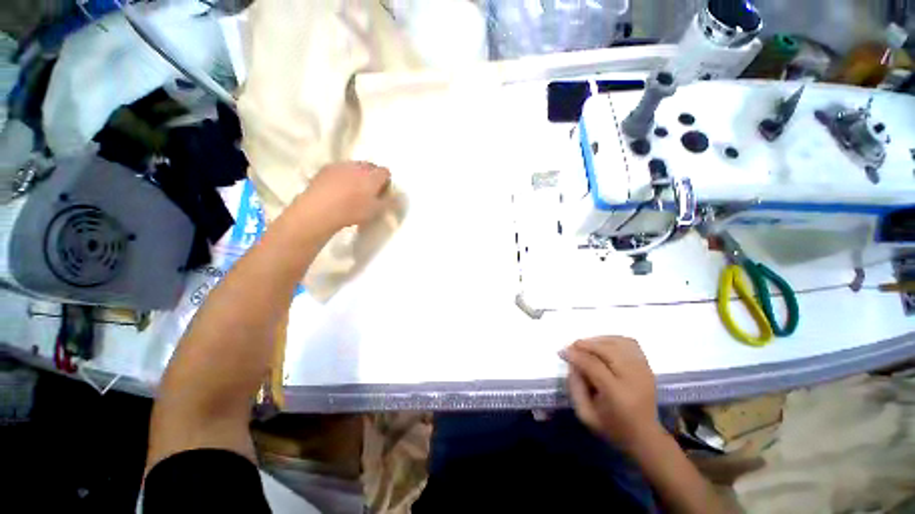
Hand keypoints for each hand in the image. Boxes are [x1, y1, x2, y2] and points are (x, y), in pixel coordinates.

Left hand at [297, 161, 391, 230]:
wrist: (319, 210)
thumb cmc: (352, 211)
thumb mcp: (375, 211)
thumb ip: (390, 203)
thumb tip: (401, 198)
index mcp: (372, 175)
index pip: (385, 172)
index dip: (386, 181)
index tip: (383, 192)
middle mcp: (358, 166)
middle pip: (370, 166)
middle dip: (372, 176)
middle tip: (369, 191)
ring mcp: (341, 165)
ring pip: (354, 167)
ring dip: (357, 175)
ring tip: (352, 190)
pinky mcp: (326, 168)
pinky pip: (340, 169)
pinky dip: (343, 176)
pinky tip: (338, 189)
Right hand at [561, 336, 664, 450]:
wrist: (645, 437)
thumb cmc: (613, 428)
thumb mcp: (586, 414)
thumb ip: (575, 387)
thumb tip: (571, 362)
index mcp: (618, 395)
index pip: (594, 366)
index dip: (575, 355)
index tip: (562, 352)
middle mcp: (634, 379)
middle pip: (607, 350)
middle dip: (586, 344)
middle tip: (572, 347)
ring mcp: (644, 371)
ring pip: (618, 343)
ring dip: (598, 340)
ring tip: (586, 346)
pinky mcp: (648, 367)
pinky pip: (629, 343)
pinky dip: (613, 340)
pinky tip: (603, 346)